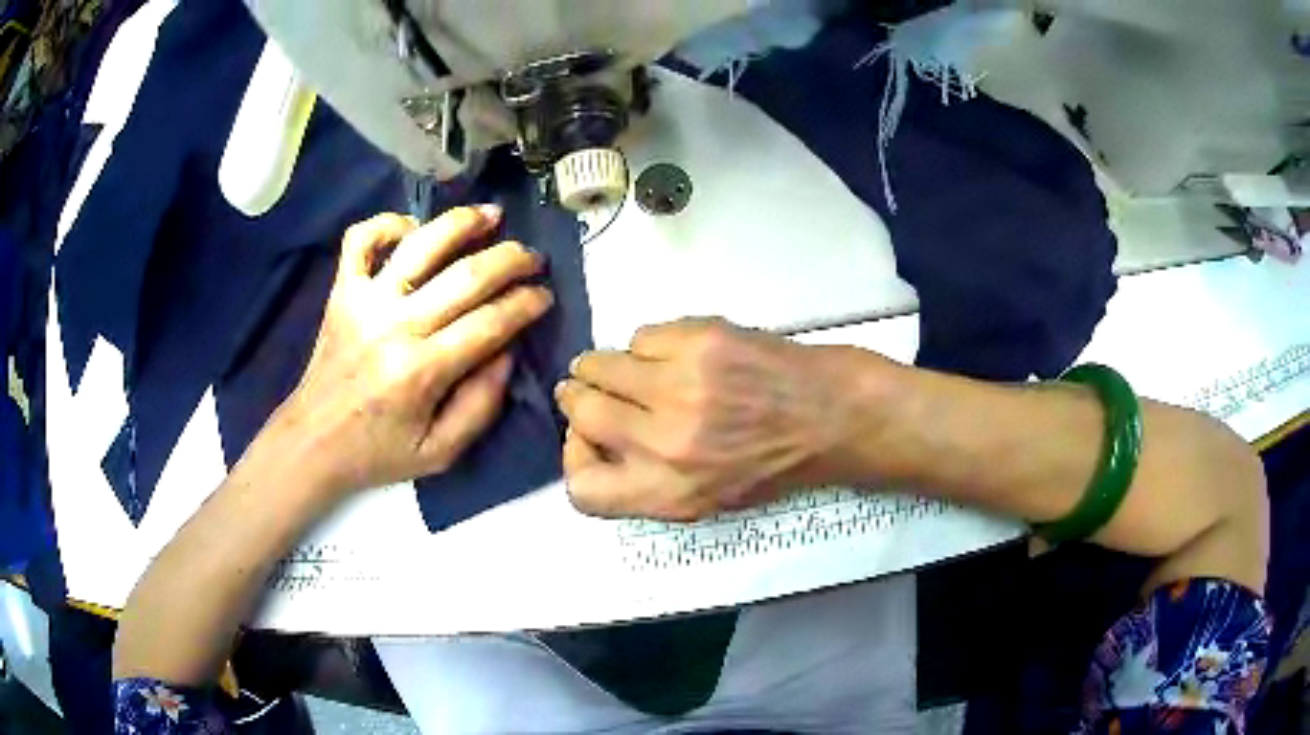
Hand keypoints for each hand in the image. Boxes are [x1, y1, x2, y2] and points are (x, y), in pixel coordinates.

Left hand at [273, 207, 552, 498]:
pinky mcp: (342, 291)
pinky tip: (414, 230)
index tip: (544, 296)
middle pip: (465, 276)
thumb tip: (508, 351)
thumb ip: (481, 406)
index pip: (489, 323)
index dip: (525, 304)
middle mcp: (394, 327)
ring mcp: (364, 302)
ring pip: (420, 244)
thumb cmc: (378, 451)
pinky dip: (388, 224)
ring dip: (463, 223)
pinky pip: (361, 239)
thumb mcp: (440, 452)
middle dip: (511, 260)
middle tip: (533, 259)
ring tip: (492, 215)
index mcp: (421, 372)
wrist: (314, 441)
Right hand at [556, 318, 854, 520]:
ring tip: (627, 368)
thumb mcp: (707, 500)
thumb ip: (646, 484)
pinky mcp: (700, 340)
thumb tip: (593, 441)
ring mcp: (682, 386)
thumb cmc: (772, 464)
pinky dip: (648, 346)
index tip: (587, 440)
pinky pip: (641, 336)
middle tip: (588, 389)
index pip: (581, 489)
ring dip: (602, 366)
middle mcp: (668, 444)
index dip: (575, 460)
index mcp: (670, 494)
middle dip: (577, 398)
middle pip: (580, 413)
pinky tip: (674, 354)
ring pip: (600, 365)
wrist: (830, 414)